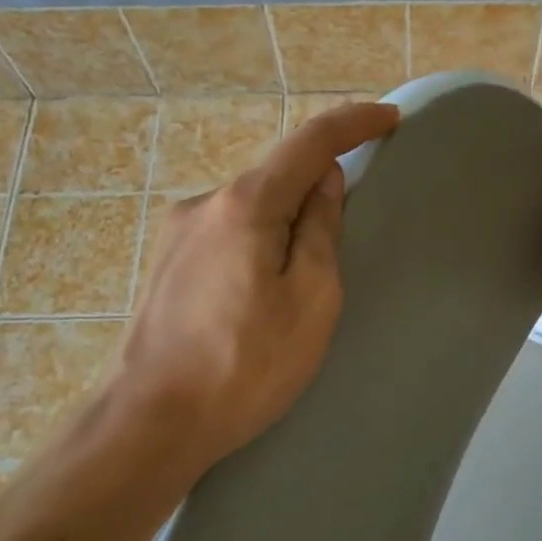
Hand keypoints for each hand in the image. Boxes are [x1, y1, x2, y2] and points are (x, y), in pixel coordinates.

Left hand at [108, 101, 398, 478]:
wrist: (151, 422)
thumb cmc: (246, 365)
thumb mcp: (310, 299)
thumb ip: (320, 230)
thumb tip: (324, 181)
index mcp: (246, 205)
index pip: (309, 142)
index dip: (353, 123)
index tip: (390, 117)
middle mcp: (204, 204)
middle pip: (276, 175)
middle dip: (317, 184)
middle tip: (349, 226)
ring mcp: (177, 234)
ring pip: (250, 208)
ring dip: (285, 220)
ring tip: (301, 281)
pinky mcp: (166, 264)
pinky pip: (227, 233)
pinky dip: (259, 240)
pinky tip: (261, 291)